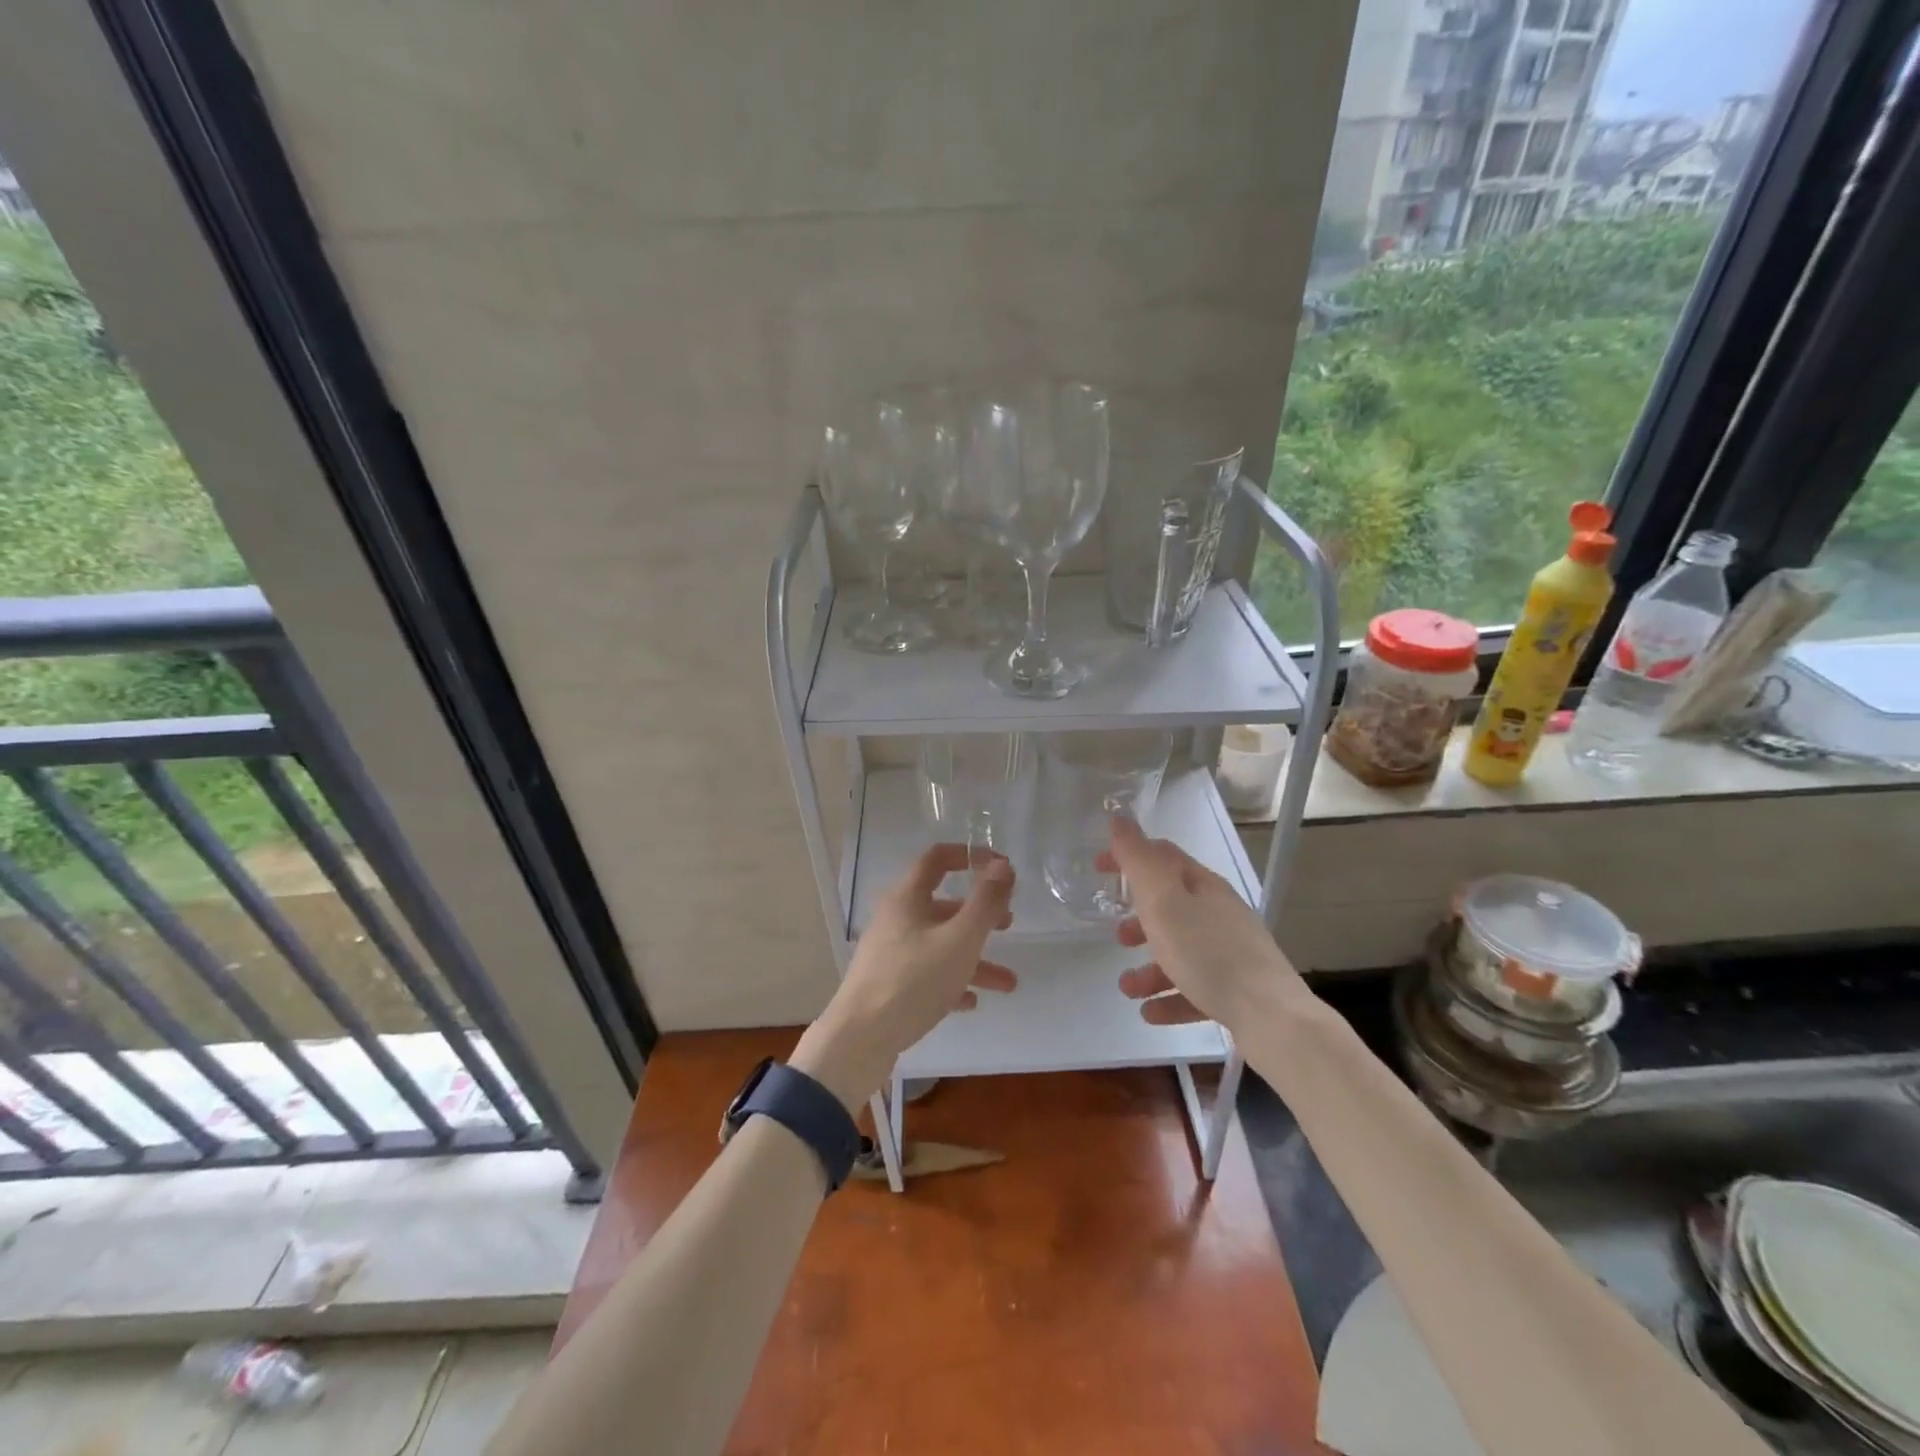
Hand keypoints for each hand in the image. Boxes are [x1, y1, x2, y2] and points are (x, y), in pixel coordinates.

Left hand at [790, 844, 1016, 1109]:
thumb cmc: (913, 980)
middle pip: (943, 905)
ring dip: (975, 958)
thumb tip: (1003, 865)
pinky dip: (952, 981)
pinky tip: (970, 1002)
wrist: (860, 1040)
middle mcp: (896, 919)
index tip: (1001, 868)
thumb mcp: (960, 939)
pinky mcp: (888, 984)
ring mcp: (890, 953)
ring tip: (1007, 983)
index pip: (937, 858)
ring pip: (940, 945)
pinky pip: (927, 974)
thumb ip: (986, 902)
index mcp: (907, 898)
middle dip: (979, 914)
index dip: (970, 856)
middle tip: (1009, 925)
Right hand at [1102, 816, 1306, 1029]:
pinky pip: (1195, 988)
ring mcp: (1232, 953)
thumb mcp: (1163, 900)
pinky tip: (1150, 1012)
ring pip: (1181, 951)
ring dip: (1148, 967)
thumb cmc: (1207, 953)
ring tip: (1127, 988)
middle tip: (1116, 935)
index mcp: (1203, 886)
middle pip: (1172, 906)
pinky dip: (1170, 997)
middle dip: (1139, 919)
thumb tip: (1120, 819)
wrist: (1271, 1017)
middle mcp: (1220, 914)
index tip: (1097, 868)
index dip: (1128, 857)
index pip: (1162, 856)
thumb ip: (1138, 860)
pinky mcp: (1238, 991)